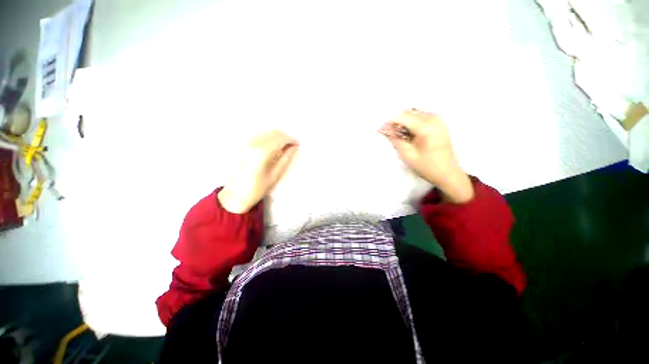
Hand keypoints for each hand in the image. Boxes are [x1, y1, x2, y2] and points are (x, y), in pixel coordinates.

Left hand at [218, 130, 298, 212]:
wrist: (234, 195)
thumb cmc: (256, 189)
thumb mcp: (274, 176)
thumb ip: (285, 159)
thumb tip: (294, 147)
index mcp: (261, 153)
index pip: (280, 138)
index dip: (291, 139)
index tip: (298, 144)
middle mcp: (252, 144)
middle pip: (273, 132)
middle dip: (285, 137)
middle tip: (292, 145)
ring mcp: (244, 143)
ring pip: (265, 133)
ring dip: (277, 137)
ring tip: (284, 146)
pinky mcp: (240, 145)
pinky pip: (258, 136)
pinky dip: (268, 139)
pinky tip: (272, 147)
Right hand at [380, 109, 473, 203]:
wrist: (448, 173)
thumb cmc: (427, 166)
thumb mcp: (407, 154)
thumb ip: (394, 138)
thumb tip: (383, 128)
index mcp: (426, 126)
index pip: (401, 115)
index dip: (388, 122)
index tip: (379, 128)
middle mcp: (433, 117)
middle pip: (406, 113)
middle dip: (395, 122)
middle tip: (388, 134)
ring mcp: (437, 118)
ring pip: (412, 114)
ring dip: (402, 124)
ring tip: (399, 137)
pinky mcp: (438, 122)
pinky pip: (419, 117)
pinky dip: (410, 124)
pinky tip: (408, 135)